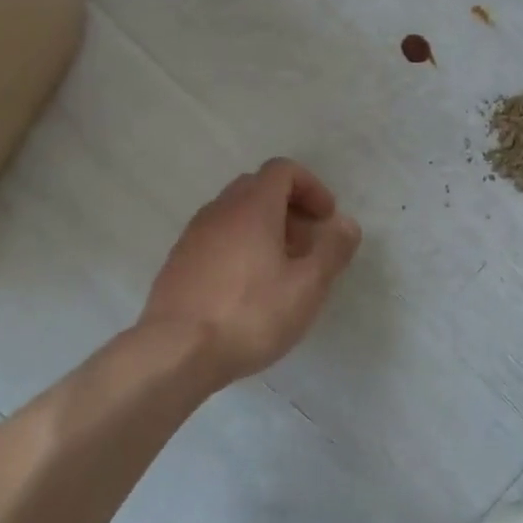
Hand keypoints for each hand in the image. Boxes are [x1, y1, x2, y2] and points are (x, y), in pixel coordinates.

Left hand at [141, 159, 361, 384]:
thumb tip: (346, 224)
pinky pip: (216, 238)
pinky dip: (239, 247)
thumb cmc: (250, 314)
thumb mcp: (307, 286)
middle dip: (289, 208)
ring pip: (234, 214)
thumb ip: (331, 250)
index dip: (311, 187)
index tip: (326, 219)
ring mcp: (193, 235)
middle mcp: (220, 210)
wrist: (175, 352)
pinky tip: (247, 289)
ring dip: (263, 229)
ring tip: (280, 270)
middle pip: (258, 188)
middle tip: (307, 244)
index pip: (283, 170)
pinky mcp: (178, 262)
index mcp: (253, 207)